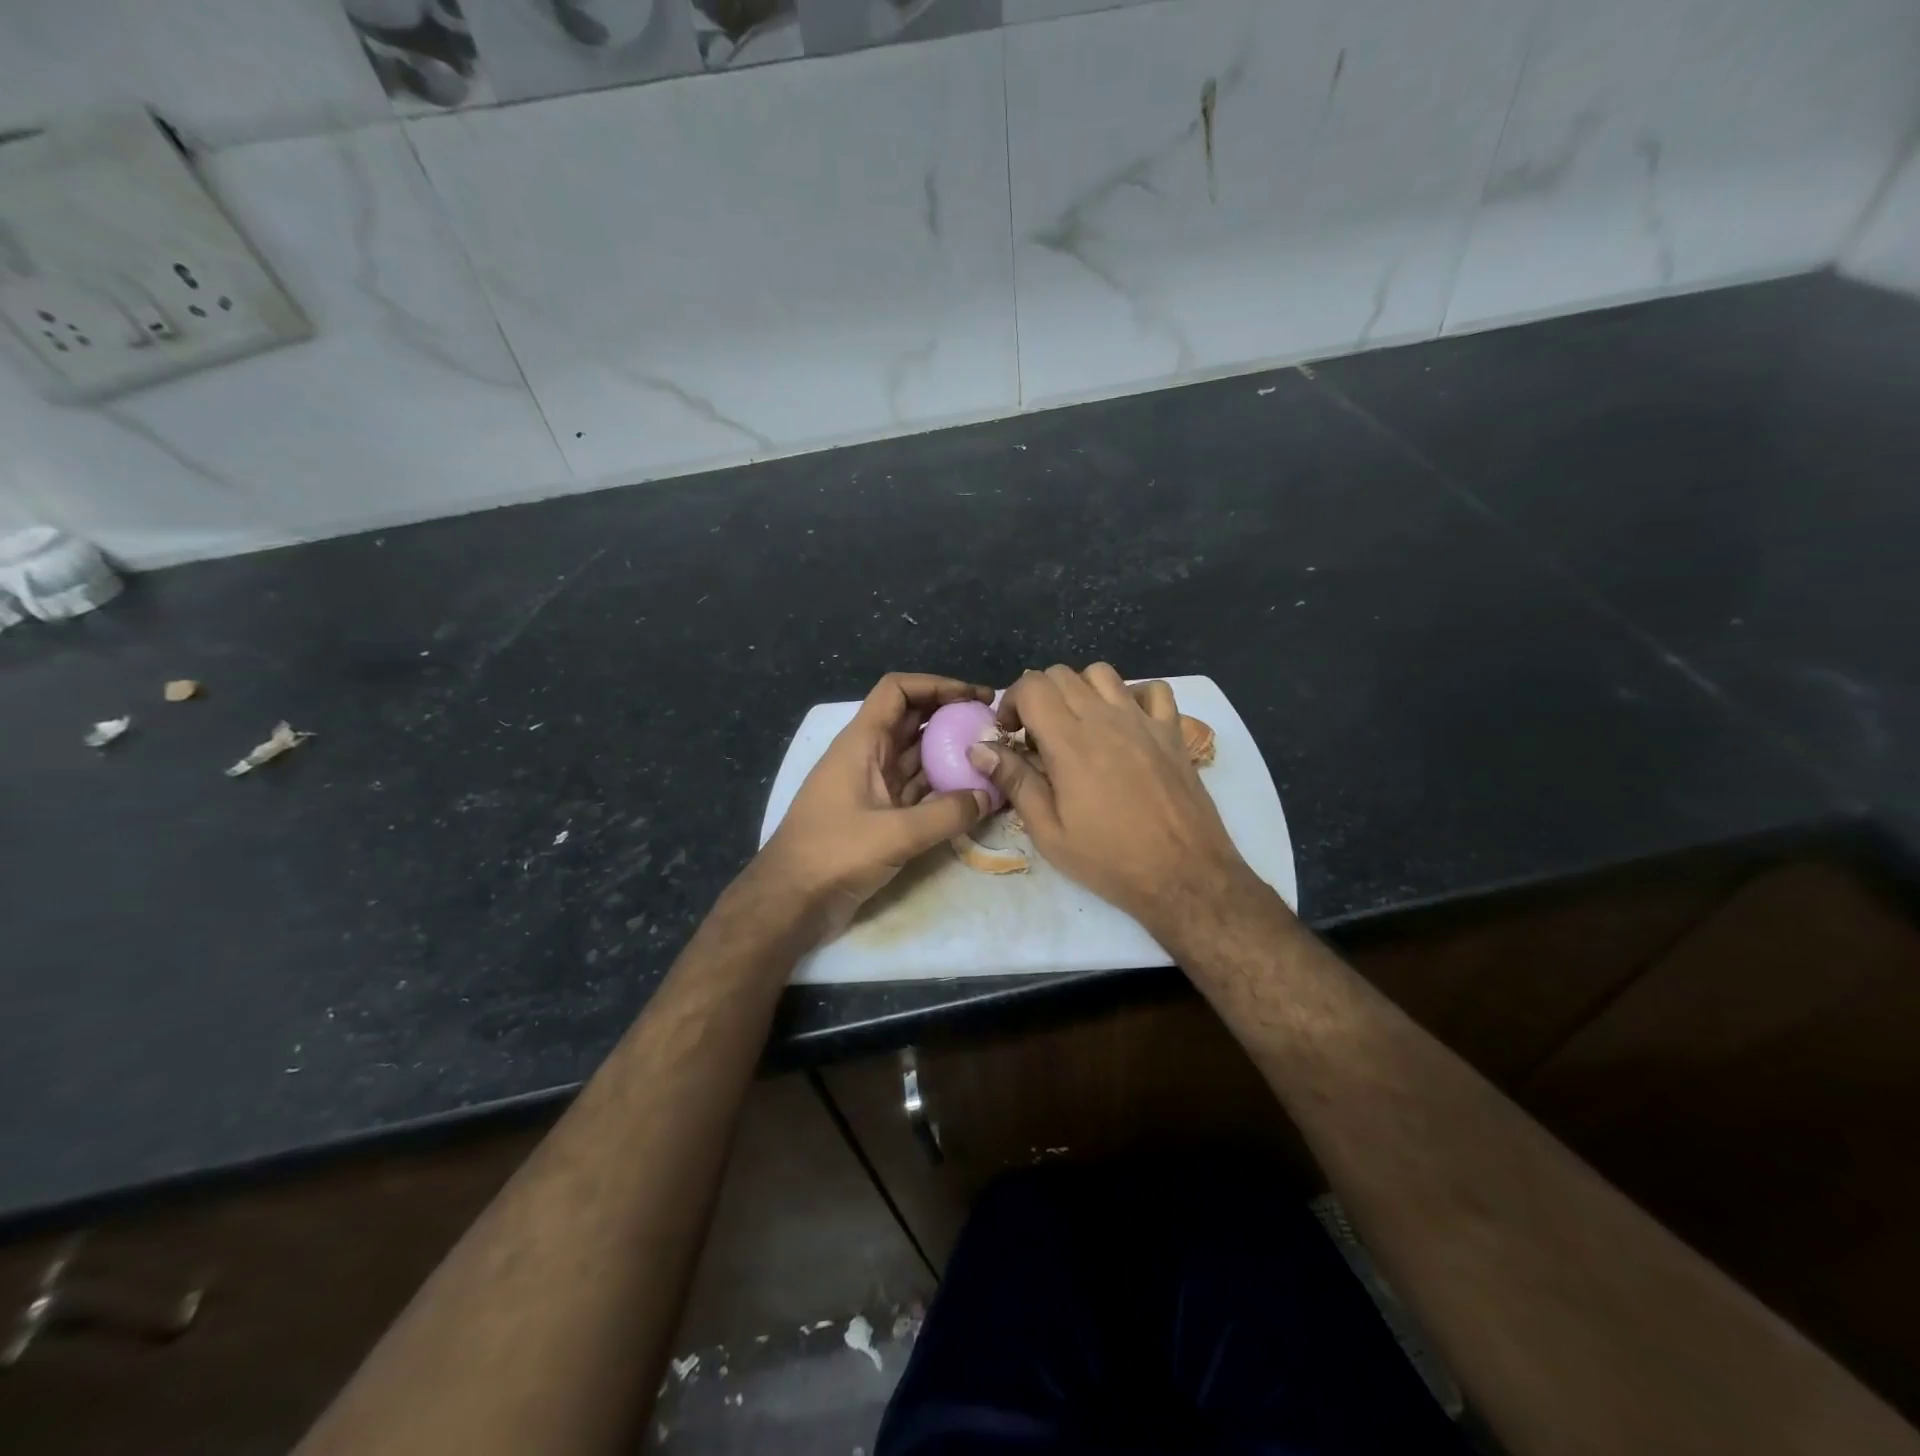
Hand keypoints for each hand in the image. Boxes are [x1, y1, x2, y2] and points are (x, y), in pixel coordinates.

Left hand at [758, 673, 993, 938]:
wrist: (790, 900)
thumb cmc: (833, 854)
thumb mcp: (894, 833)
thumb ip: (946, 814)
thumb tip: (987, 796)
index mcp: (861, 743)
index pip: (898, 691)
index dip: (937, 685)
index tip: (975, 698)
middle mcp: (868, 756)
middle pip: (912, 720)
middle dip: (951, 717)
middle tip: (994, 727)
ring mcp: (873, 786)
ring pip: (917, 756)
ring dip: (950, 753)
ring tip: (992, 758)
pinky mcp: (879, 815)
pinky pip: (917, 790)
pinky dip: (942, 788)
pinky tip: (973, 795)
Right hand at [968, 664, 1264, 944]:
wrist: (1184, 875)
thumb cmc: (1110, 859)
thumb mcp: (1049, 832)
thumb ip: (1015, 782)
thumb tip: (979, 749)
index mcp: (1070, 742)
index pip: (1032, 686)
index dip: (1012, 702)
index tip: (1009, 734)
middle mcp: (1106, 718)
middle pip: (1061, 674)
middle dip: (1038, 696)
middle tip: (1036, 735)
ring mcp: (1143, 720)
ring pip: (1102, 673)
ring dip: (1080, 690)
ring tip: (1077, 725)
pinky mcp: (1172, 731)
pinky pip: (1152, 689)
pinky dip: (1132, 695)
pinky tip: (1125, 723)